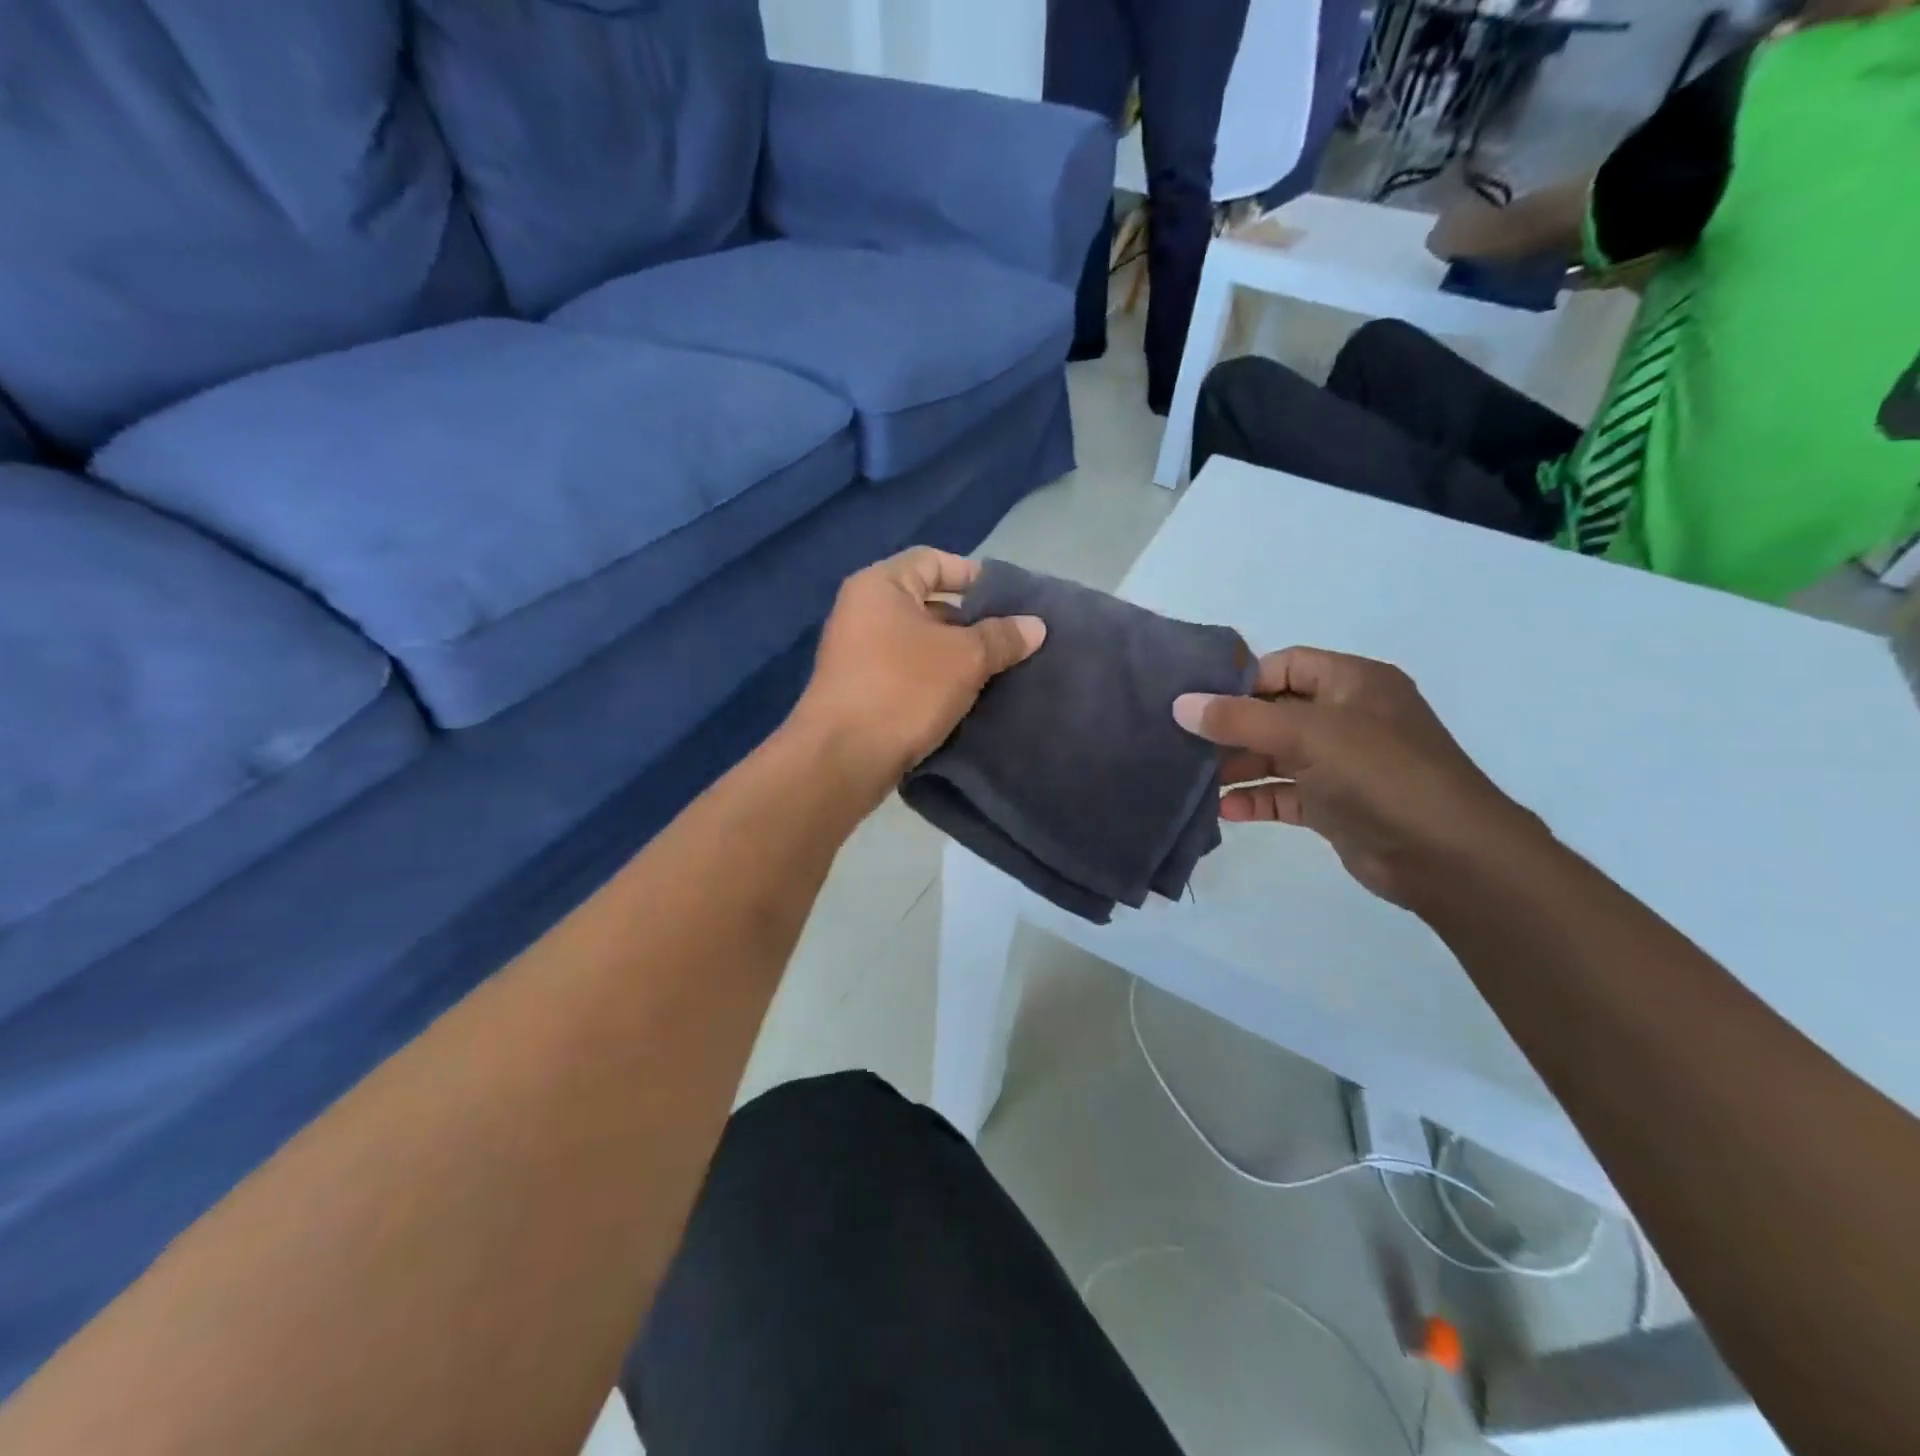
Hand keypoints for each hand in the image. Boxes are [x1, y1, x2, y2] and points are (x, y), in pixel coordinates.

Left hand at [790, 547, 1044, 795]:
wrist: (842, 759)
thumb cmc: (903, 690)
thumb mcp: (964, 658)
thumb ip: (1002, 637)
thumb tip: (1036, 625)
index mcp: (880, 586)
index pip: (933, 561)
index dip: (974, 576)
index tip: (1010, 601)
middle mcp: (862, 611)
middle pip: (927, 603)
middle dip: (971, 622)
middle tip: (1011, 641)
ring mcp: (857, 653)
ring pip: (919, 643)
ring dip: (956, 656)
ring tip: (998, 672)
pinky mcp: (860, 691)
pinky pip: (906, 673)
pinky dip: (935, 681)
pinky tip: (968, 699)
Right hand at [1173, 647, 1547, 907]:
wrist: (1447, 856)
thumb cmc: (1379, 774)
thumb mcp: (1306, 735)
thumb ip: (1239, 718)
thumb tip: (1180, 704)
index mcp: (1352, 683)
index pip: (1285, 665)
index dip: (1241, 680)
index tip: (1197, 703)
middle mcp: (1348, 717)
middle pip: (1276, 711)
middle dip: (1231, 728)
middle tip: (1185, 743)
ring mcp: (1343, 763)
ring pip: (1277, 755)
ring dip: (1238, 767)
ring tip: (1196, 781)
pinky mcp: (1337, 805)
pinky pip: (1286, 794)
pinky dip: (1257, 799)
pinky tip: (1225, 811)